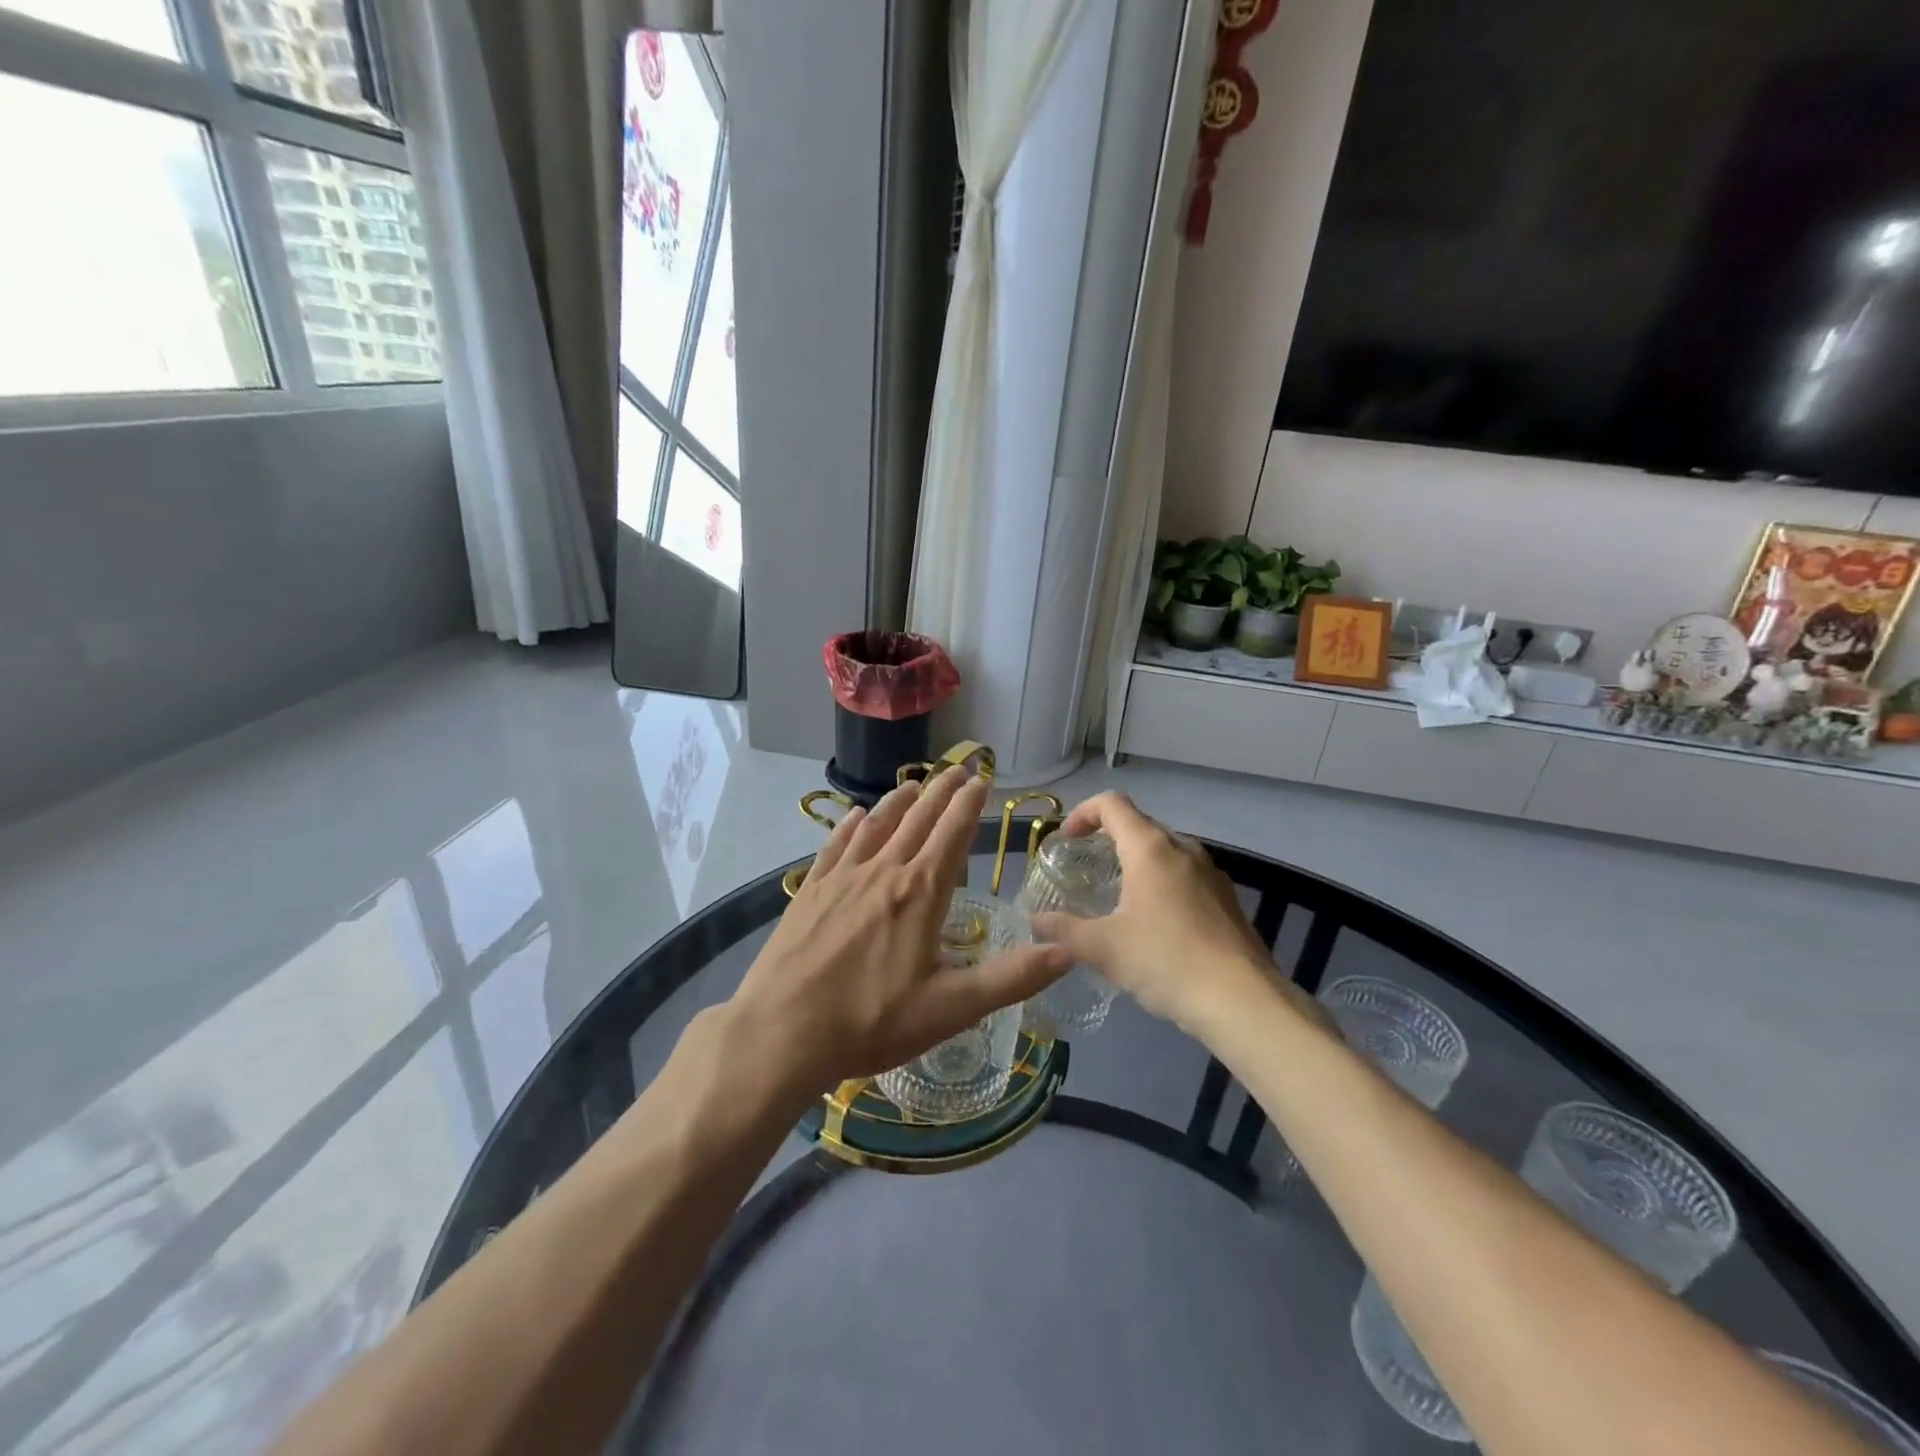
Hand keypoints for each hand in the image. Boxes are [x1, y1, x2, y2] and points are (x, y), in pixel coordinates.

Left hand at [724, 769, 1069, 1099]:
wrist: (781, 1032)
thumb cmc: (871, 1022)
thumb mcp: (951, 1008)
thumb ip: (1012, 978)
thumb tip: (1068, 951)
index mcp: (921, 893)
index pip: (953, 834)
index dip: (970, 804)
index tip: (982, 779)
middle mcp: (884, 871)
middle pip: (918, 820)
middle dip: (941, 791)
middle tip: (957, 768)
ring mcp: (842, 878)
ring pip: (877, 825)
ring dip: (899, 801)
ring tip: (914, 784)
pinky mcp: (811, 891)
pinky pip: (835, 845)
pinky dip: (850, 825)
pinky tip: (854, 816)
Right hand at [1030, 792, 1316, 1039]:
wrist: (1243, 1002)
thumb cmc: (1166, 961)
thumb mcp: (1103, 948)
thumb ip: (1063, 931)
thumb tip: (1036, 922)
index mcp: (1151, 849)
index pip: (1112, 804)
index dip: (1083, 813)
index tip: (1066, 840)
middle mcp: (1183, 850)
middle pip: (1139, 826)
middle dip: (1108, 840)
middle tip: (1085, 870)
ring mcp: (1211, 874)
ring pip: (1165, 853)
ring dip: (1136, 864)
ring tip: (1117, 898)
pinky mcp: (1228, 901)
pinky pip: (1185, 878)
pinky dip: (1161, 886)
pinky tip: (1154, 926)